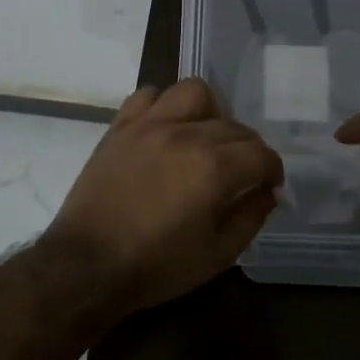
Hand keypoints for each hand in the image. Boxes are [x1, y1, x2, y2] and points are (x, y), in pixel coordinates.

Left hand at [50, 78, 283, 310]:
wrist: (86, 266)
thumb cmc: (156, 266)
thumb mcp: (217, 255)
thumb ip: (251, 217)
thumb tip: (268, 191)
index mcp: (215, 169)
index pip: (262, 153)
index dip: (272, 170)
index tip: (267, 186)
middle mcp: (187, 135)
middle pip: (235, 126)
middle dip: (247, 149)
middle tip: (238, 173)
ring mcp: (150, 125)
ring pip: (195, 92)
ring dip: (209, 112)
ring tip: (203, 138)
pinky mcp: (121, 126)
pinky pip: (148, 95)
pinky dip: (162, 106)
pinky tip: (164, 129)